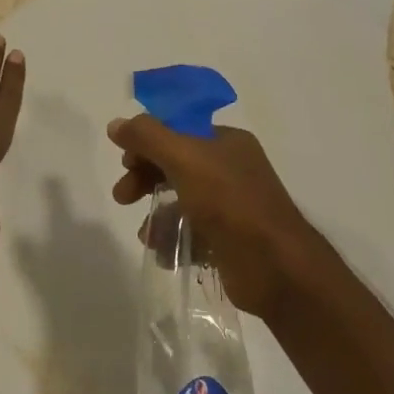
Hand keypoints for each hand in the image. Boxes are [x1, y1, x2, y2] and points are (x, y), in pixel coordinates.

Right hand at [108, 115, 321, 318]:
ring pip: (181, 201)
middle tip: (122, 196)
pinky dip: (173, 240)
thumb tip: (116, 124)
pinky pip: (192, 232)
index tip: (125, 162)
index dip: (147, 143)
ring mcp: (232, 206)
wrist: (277, 268)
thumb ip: (147, 137)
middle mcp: (231, 169)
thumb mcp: (184, 159)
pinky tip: (163, 252)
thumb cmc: (230, 203)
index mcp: (226, 142)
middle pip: (175, 165)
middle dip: (145, 178)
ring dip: (156, 214)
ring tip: (146, 235)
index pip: (177, 131)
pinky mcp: (229, 240)